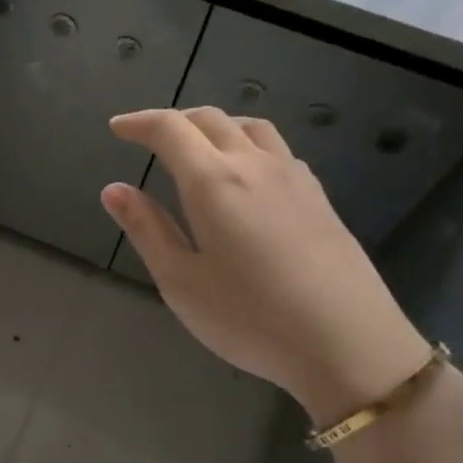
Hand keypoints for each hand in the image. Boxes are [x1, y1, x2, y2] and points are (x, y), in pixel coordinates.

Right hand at [101, 108, 430, 425]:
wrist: (349, 342)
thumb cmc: (250, 318)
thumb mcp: (181, 281)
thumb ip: (146, 229)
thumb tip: (113, 189)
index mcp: (214, 181)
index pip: (170, 129)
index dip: (139, 123)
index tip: (117, 128)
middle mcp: (255, 164)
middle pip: (210, 119)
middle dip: (174, 121)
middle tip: (149, 138)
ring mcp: (294, 177)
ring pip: (250, 127)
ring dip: (215, 126)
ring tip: (197, 147)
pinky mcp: (319, 197)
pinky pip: (277, 149)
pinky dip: (248, 144)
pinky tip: (246, 175)